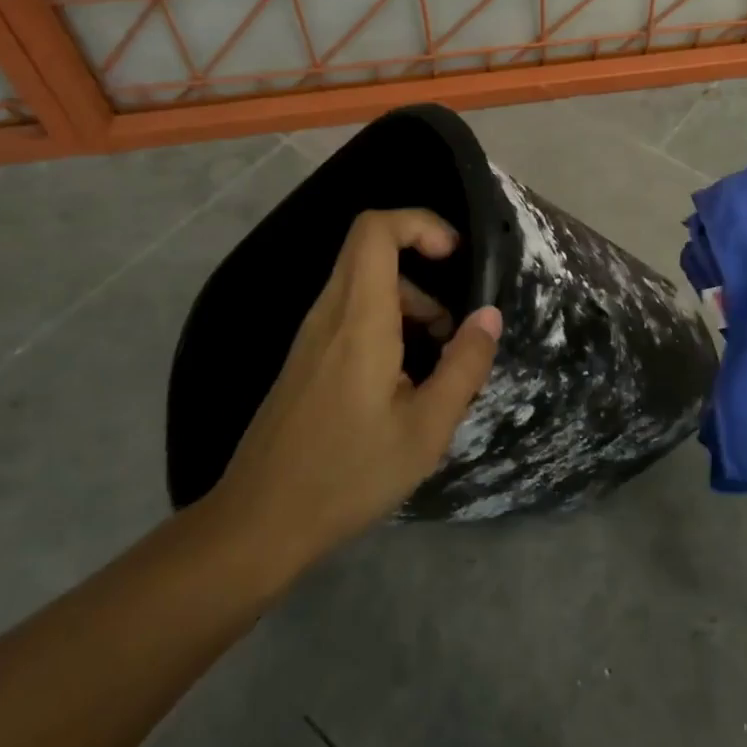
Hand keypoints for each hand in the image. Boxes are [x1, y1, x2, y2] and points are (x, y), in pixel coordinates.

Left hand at [207, 209, 501, 576]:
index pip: (375, 229)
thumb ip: (464, 366)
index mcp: (359, 319)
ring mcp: (312, 335)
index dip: (420, 223)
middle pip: (373, 250)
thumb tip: (489, 315)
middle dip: (424, 270)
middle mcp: (329, 313)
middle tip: (454, 325)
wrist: (257, 524)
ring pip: (365, 284)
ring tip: (437, 362)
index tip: (456, 256)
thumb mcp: (426, 429)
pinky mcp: (306, 358)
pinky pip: (352, 314)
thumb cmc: (347, 474)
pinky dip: (388, 324)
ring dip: (410, 304)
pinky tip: (404, 383)